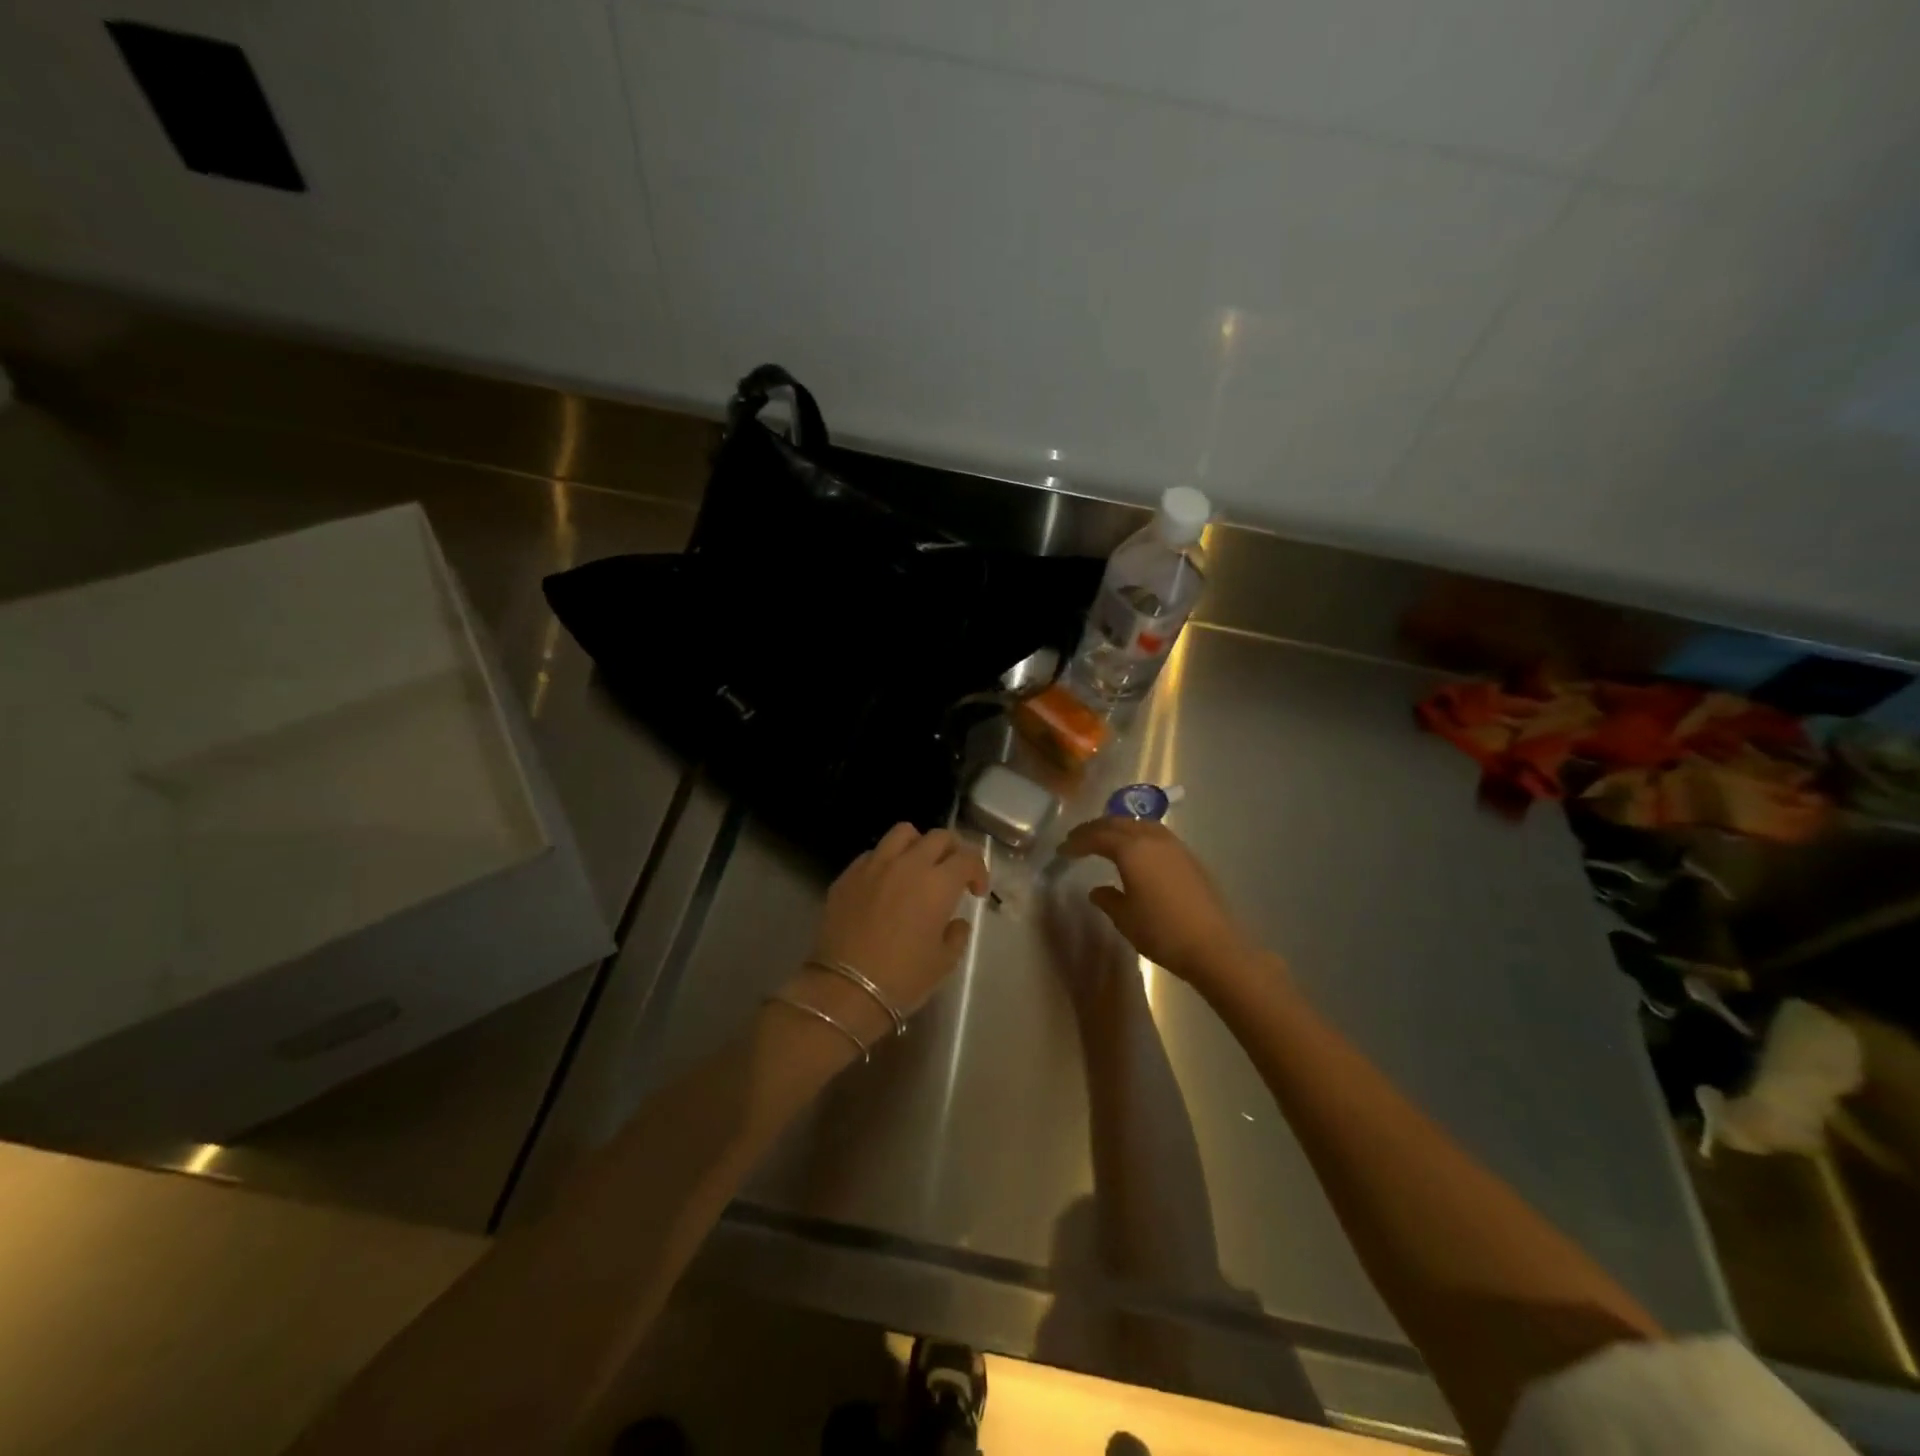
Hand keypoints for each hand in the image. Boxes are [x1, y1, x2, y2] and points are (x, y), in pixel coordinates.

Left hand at [793, 824, 988, 1042]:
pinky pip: (873, 853)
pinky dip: (886, 860)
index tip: (976, 892)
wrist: (844, 989)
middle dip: (952, 851)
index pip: (967, 858)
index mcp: (938, 883)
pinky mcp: (848, 875)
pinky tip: (885, 883)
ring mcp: (874, 865)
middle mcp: (908, 864)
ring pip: (903, 833)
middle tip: (952, 874)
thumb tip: (954, 921)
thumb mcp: (943, 962)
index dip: (978, 871)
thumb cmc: (902, 978)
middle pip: (938, 837)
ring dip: (918, 845)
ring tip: (917, 867)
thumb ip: (956, 934)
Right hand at [1056, 818, 1263, 995]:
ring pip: (1140, 824)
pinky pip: (1155, 834)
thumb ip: (1108, 899)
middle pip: (1118, 822)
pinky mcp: (1189, 857)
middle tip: (1078, 838)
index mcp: (1131, 850)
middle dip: (1095, 828)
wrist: (1214, 945)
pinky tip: (1136, 851)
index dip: (1077, 841)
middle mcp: (1152, 839)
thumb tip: (1097, 890)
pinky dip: (1137, 835)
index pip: (1097, 836)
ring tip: (1105, 839)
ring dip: (1118, 827)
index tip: (1062, 850)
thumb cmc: (1162, 932)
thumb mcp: (1125, 918)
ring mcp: (1174, 846)